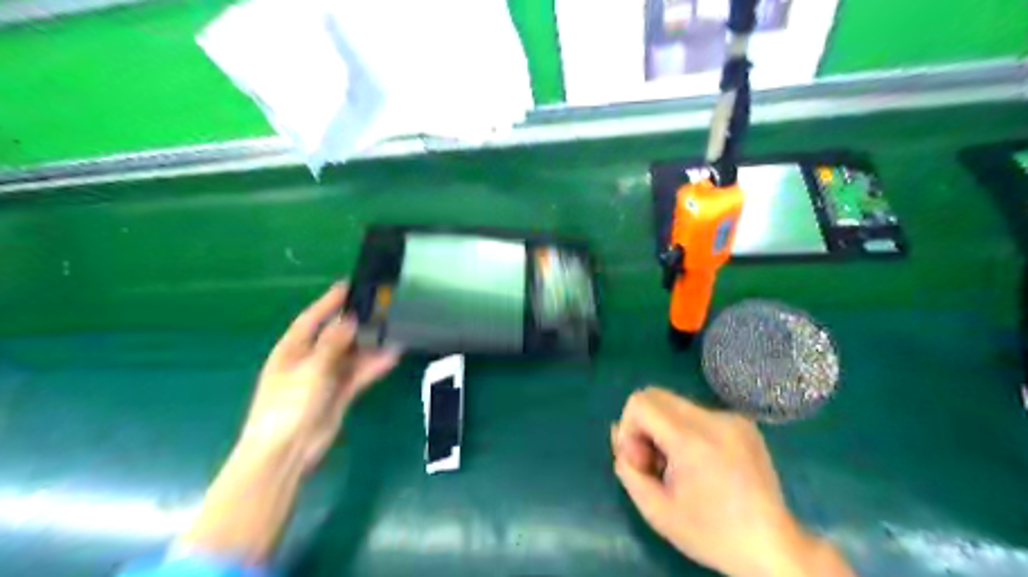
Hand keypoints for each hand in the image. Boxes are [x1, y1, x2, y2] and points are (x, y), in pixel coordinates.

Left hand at [243, 283, 397, 472]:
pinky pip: (359, 374)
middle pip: (335, 335)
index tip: (350, 285)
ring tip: (392, 329)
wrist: (287, 451)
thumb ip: (333, 342)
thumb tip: (350, 318)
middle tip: (381, 307)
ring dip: (369, 344)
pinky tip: (391, 356)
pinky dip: (373, 365)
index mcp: (292, 349)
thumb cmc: (289, 404)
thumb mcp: (311, 368)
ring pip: (351, 354)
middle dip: (356, 322)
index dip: (330, 301)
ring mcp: (325, 377)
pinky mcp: (339, 394)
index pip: (313, 318)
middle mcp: (309, 360)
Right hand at [608, 389, 852, 576]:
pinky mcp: (744, 423)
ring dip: (665, 429)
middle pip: (656, 396)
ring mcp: (732, 418)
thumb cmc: (711, 534)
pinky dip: (687, 431)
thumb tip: (618, 432)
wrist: (774, 549)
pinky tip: (701, 464)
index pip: (640, 402)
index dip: (629, 428)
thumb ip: (627, 467)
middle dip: (644, 425)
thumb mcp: (655, 510)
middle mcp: (713, 418)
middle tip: (655, 462)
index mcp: (692, 439)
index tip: (641, 461)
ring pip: (676, 404)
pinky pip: (698, 414)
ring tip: (679, 466)